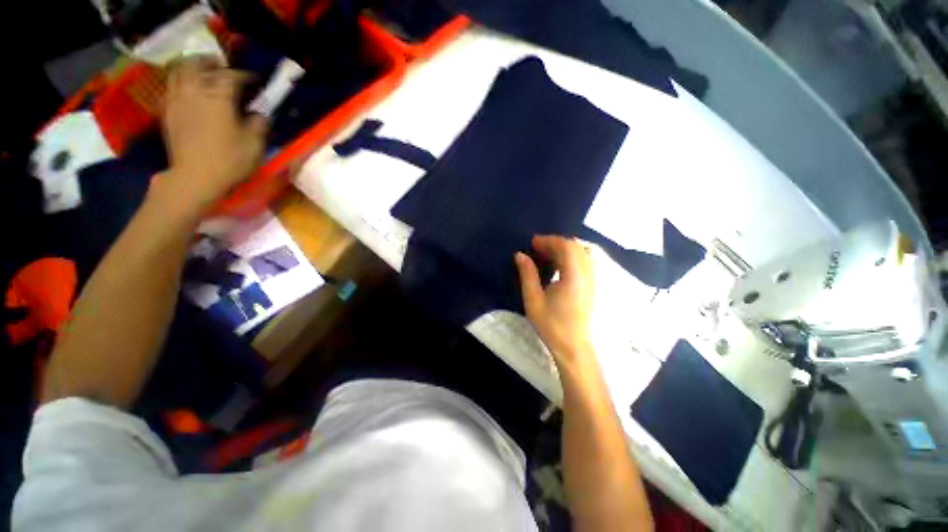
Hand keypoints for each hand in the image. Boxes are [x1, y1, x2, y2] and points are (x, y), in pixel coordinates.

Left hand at [160, 58, 267, 208]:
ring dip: (192, 68)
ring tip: (203, 73)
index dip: (244, 76)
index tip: (254, 81)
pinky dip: (180, 82)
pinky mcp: (168, 112)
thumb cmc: (229, 161)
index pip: (231, 76)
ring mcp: (178, 100)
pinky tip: (189, 90)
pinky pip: (171, 86)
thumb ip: (259, 125)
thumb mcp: (254, 145)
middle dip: (212, 64)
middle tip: (224, 69)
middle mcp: (196, 92)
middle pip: (199, 65)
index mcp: (219, 98)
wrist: (195, 177)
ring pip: (180, 71)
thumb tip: (260, 115)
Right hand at [515, 235, 595, 373]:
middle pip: (575, 247)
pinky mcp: (592, 286)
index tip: (532, 242)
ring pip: (582, 253)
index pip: (566, 247)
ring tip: (547, 253)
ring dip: (565, 248)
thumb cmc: (551, 325)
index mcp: (573, 276)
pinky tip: (559, 264)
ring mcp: (592, 280)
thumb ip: (527, 274)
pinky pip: (585, 262)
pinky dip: (572, 257)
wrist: (573, 347)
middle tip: (537, 247)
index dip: (549, 240)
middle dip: (556, 243)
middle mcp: (587, 274)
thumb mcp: (533, 299)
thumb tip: (520, 255)